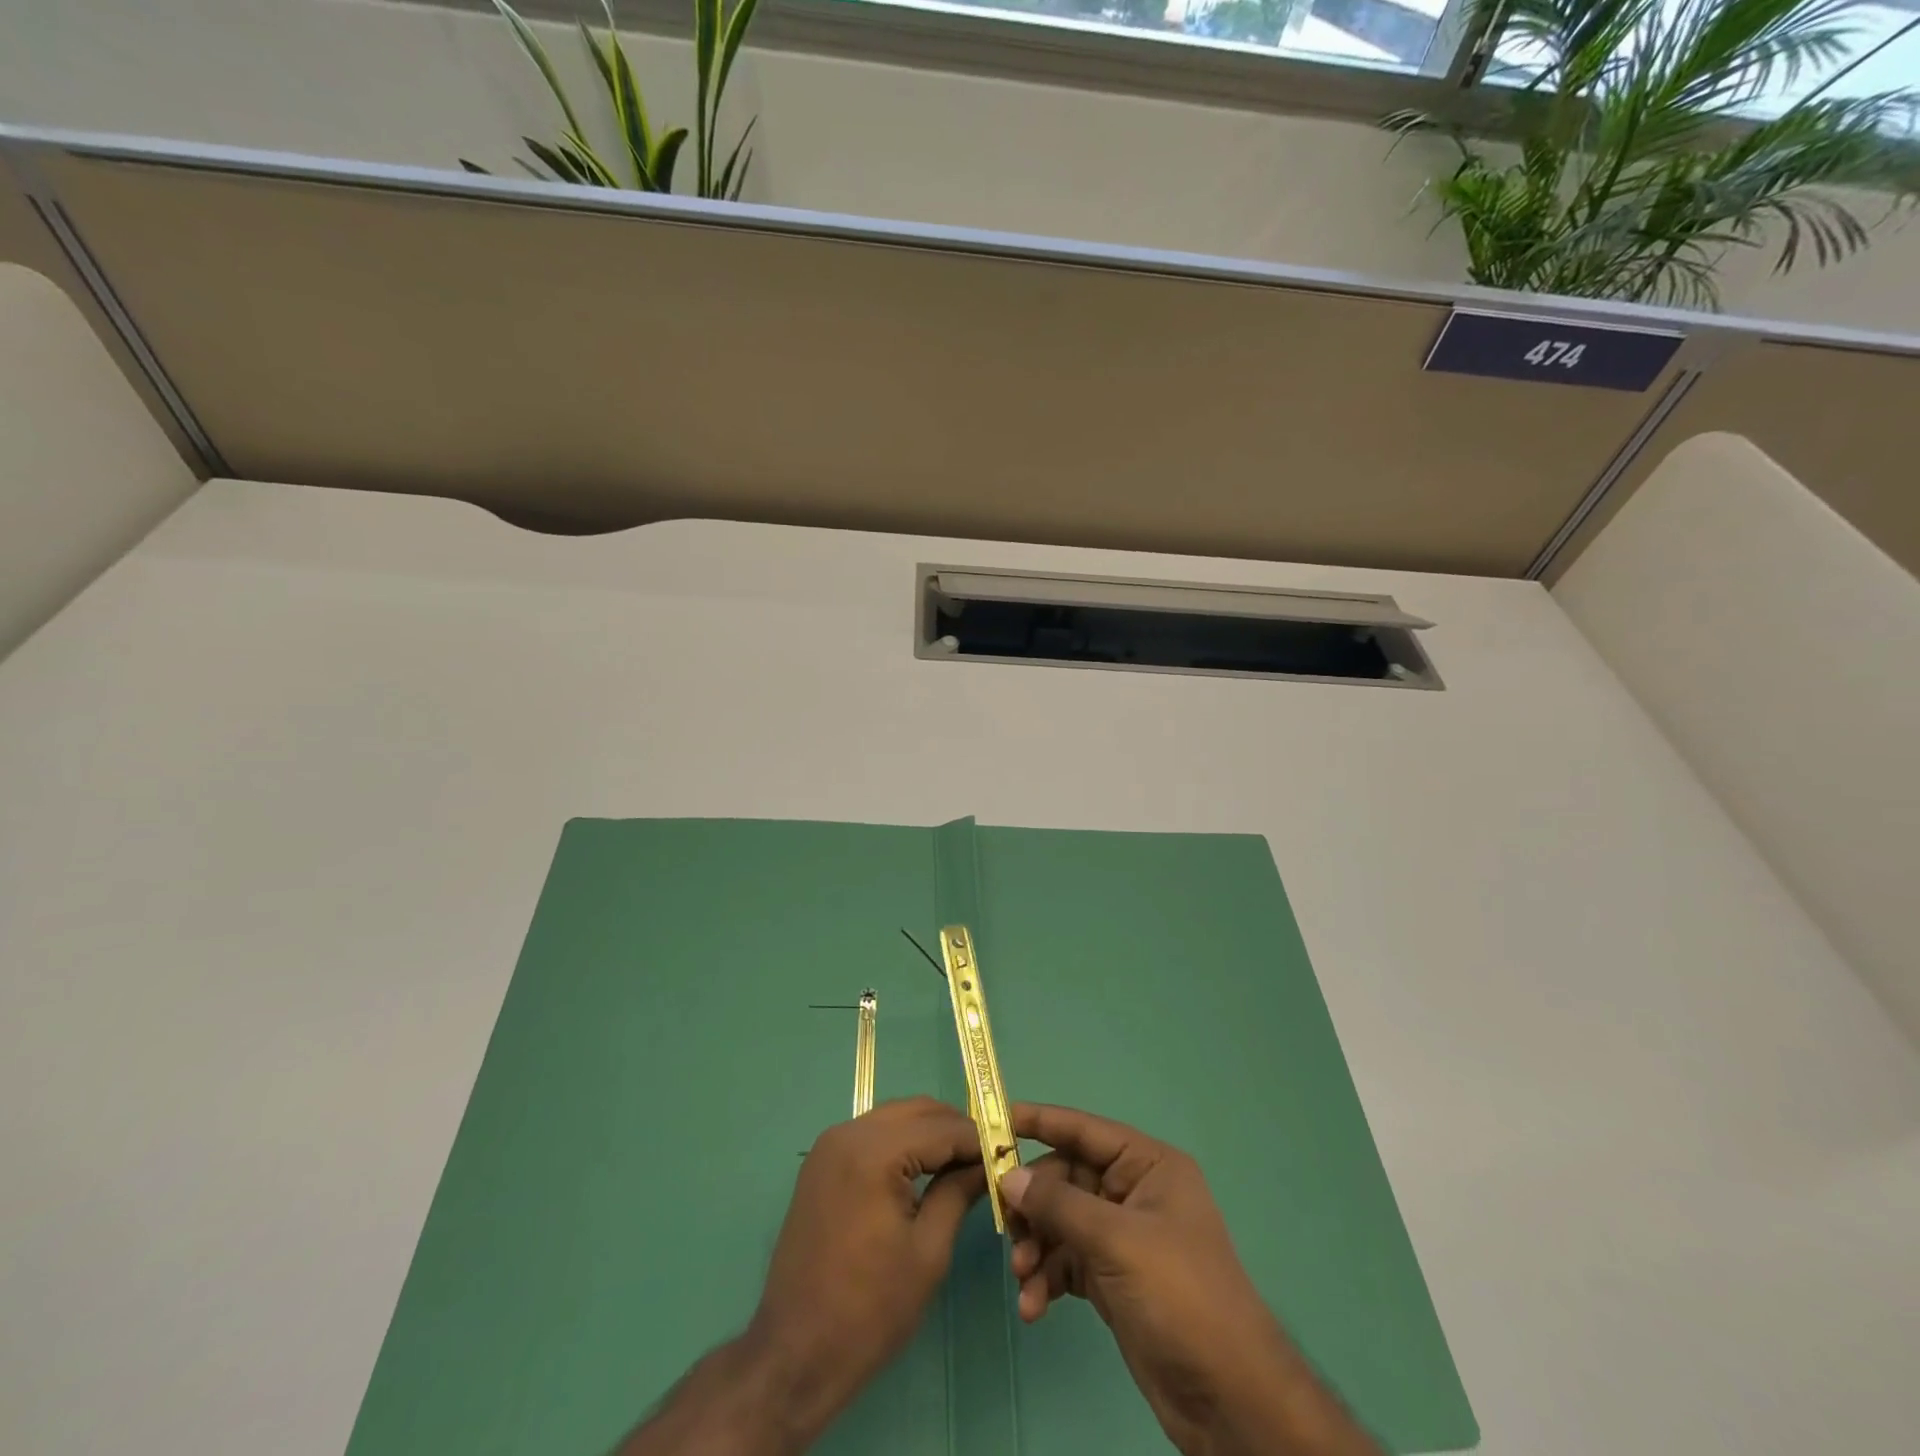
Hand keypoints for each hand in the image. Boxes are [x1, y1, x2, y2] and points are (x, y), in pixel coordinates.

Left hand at [748, 1096, 986, 1440]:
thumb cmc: (869, 1310)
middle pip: (917, 1111)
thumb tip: (989, 1163)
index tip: (1009, 1155)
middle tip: (987, 1160)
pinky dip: (901, 1143)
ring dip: (928, 1133)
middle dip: (954, 1130)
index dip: (980, 1139)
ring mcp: (829, 1145)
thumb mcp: (928, 1252)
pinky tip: (922, 1171)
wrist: (794, 1354)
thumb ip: (958, 1192)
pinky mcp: (821, 1163)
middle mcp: (848, 1133)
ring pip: (894, 1118)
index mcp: (873, 1152)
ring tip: (960, 1166)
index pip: (942, 1127)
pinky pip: (872, 1135)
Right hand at [1003, 1103, 1378, 1455]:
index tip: (994, 1120)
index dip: (1040, 1121)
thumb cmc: (1179, 1295)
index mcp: (1147, 1165)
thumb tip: (1009, 1175)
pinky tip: (1034, 1306)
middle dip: (1034, 1205)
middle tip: (1006, 1229)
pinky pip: (1067, 1261)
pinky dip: (1048, 1278)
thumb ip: (1059, 1204)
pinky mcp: (1114, 1278)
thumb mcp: (1116, 1241)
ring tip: (1023, 1278)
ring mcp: (1123, 1237)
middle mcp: (1133, 1192)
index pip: (1084, 1130)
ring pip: (1062, 1222)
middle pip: (1066, 1179)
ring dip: (1037, 1247)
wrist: (1228, 1397)